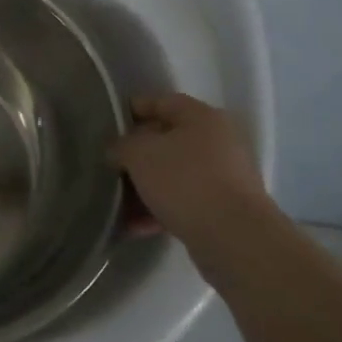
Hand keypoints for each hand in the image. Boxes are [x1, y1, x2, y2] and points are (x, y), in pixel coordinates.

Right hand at [110, 93, 265, 238]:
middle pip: (166, 141)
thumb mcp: (139, 154)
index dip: (130, 110)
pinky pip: (183, 202)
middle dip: (135, 155)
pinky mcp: (223, 210)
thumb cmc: (185, 181)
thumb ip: (121, 145)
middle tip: (110, 166)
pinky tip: (135, 226)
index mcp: (201, 117)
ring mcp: (223, 177)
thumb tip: (118, 151)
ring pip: (173, 175)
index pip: (159, 102)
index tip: (106, 126)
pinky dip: (159, 210)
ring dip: (144, 187)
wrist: (235, 239)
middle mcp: (217, 142)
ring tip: (117, 203)